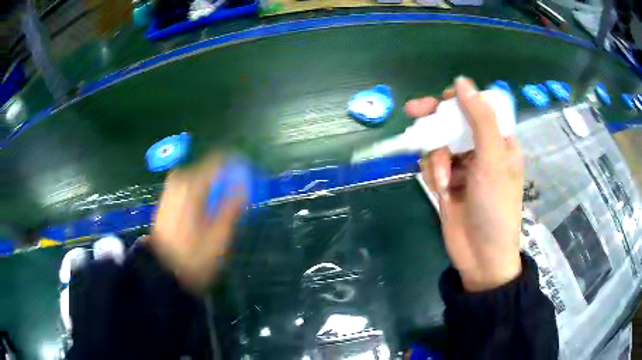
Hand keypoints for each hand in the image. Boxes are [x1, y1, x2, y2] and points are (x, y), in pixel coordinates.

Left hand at [150, 154, 244, 293]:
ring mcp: (172, 187)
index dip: (238, 168)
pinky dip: (204, 194)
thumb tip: (245, 186)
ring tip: (222, 212)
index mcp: (192, 184)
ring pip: (201, 179)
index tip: (250, 181)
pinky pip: (192, 186)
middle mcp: (179, 179)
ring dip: (215, 190)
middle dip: (226, 182)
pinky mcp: (169, 196)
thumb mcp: (219, 236)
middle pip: (211, 170)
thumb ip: (233, 206)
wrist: (163, 270)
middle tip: (237, 203)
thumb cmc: (193, 256)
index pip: (220, 160)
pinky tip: (207, 214)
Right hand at [406, 77, 523, 291]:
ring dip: (436, 158)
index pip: (478, 108)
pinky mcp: (446, 182)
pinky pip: (432, 164)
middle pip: (453, 122)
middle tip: (413, 111)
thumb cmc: (495, 205)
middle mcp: (481, 150)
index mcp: (499, 141)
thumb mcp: (493, 159)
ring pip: (439, 143)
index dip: (459, 100)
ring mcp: (463, 166)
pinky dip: (432, 172)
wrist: (481, 255)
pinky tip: (439, 190)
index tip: (441, 100)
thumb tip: (461, 81)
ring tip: (443, 181)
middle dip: (435, 120)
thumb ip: (480, 119)